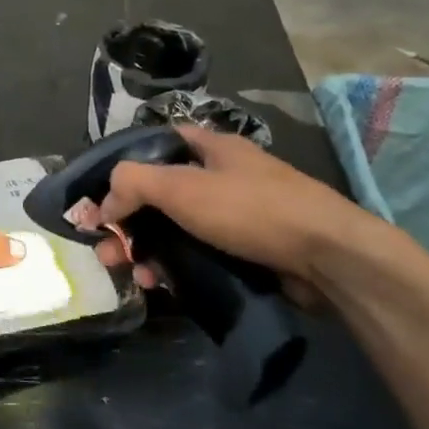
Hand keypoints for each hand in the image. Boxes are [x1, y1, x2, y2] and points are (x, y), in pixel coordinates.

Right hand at [88, 125, 367, 295]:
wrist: (328, 259)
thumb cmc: (251, 210)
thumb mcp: (182, 187)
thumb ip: (133, 184)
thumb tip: (105, 204)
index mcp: (212, 149)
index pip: (158, 144)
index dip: (126, 165)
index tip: (101, 193)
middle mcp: (223, 177)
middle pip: (161, 194)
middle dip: (128, 220)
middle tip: (104, 246)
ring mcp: (236, 216)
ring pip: (177, 229)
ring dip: (146, 248)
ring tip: (125, 271)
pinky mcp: (246, 251)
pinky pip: (198, 255)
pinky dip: (174, 267)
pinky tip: (157, 284)